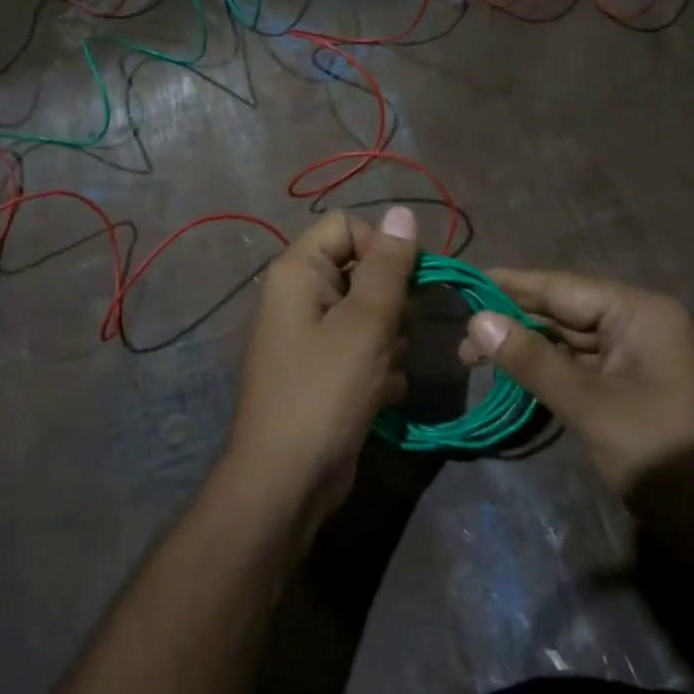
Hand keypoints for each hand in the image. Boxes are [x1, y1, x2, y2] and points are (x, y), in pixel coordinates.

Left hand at [223, 207, 417, 529]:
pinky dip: (377, 368)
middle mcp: (298, 296)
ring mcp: (308, 336)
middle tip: (394, 335)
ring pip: (367, 314)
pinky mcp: (322, 371)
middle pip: (361, 270)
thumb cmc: (325, 392)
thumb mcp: (365, 324)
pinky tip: (381, 395)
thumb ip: (388, 266)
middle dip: (389, 303)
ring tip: (384, 371)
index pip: (347, 227)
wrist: (286, 481)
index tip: (407, 283)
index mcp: (297, 272)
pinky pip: (361, 350)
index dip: (382, 247)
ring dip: (388, 341)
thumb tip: (403, 212)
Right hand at [462, 270, 693, 595]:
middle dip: (514, 323)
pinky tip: (517, 377)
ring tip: (476, 359)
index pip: (562, 288)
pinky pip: (587, 367)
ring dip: (530, 349)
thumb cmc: (667, 456)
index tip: (462, 286)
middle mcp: (643, 324)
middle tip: (460, 341)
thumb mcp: (592, 407)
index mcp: (642, 313)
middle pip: (566, 312)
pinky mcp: (640, 389)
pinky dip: (553, 372)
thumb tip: (478, 320)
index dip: (509, 286)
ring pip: (574, 341)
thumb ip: (533, 360)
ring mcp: (643, 359)